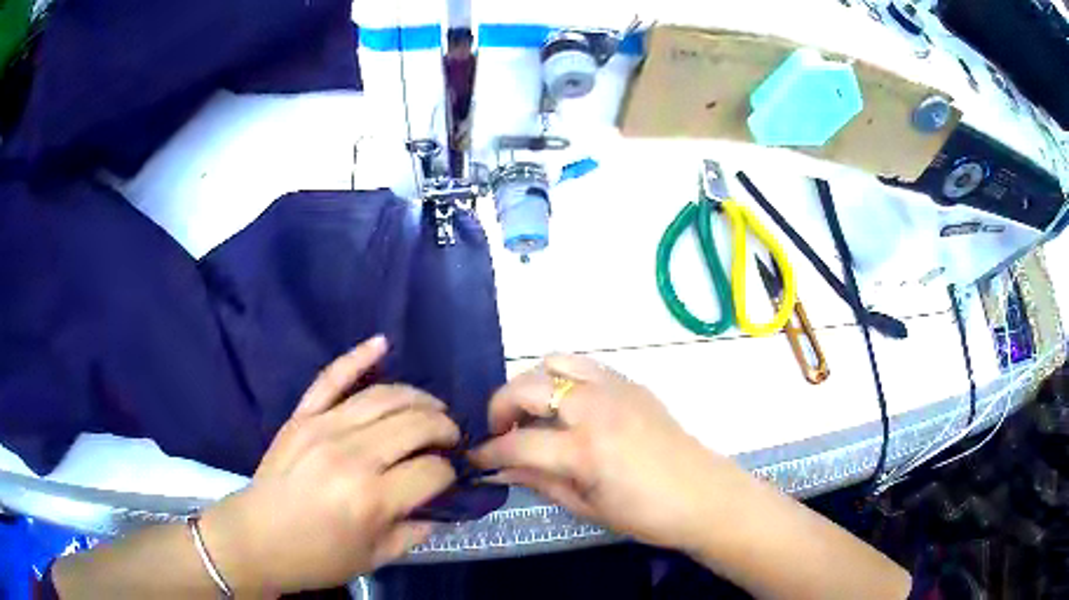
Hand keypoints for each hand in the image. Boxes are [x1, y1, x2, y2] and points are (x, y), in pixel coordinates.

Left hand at [200, 337, 458, 594]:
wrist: (256, 539)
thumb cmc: (317, 557)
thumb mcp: (376, 557)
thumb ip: (416, 530)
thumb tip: (443, 504)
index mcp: (373, 498)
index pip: (433, 470)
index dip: (450, 473)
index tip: (450, 478)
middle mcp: (352, 455)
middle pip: (416, 424)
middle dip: (444, 428)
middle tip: (451, 439)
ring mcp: (323, 428)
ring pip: (384, 396)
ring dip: (418, 398)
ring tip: (433, 409)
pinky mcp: (301, 416)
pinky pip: (331, 377)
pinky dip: (358, 356)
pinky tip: (382, 343)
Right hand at [471, 354, 733, 551]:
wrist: (703, 495)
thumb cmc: (646, 515)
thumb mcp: (586, 508)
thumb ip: (540, 482)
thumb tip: (501, 469)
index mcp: (585, 450)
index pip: (517, 443)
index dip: (489, 452)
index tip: (476, 458)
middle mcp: (596, 408)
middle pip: (527, 387)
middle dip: (501, 407)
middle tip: (502, 432)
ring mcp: (616, 388)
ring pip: (555, 362)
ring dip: (533, 384)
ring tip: (534, 412)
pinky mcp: (631, 382)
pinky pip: (585, 365)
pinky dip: (564, 378)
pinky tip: (568, 406)